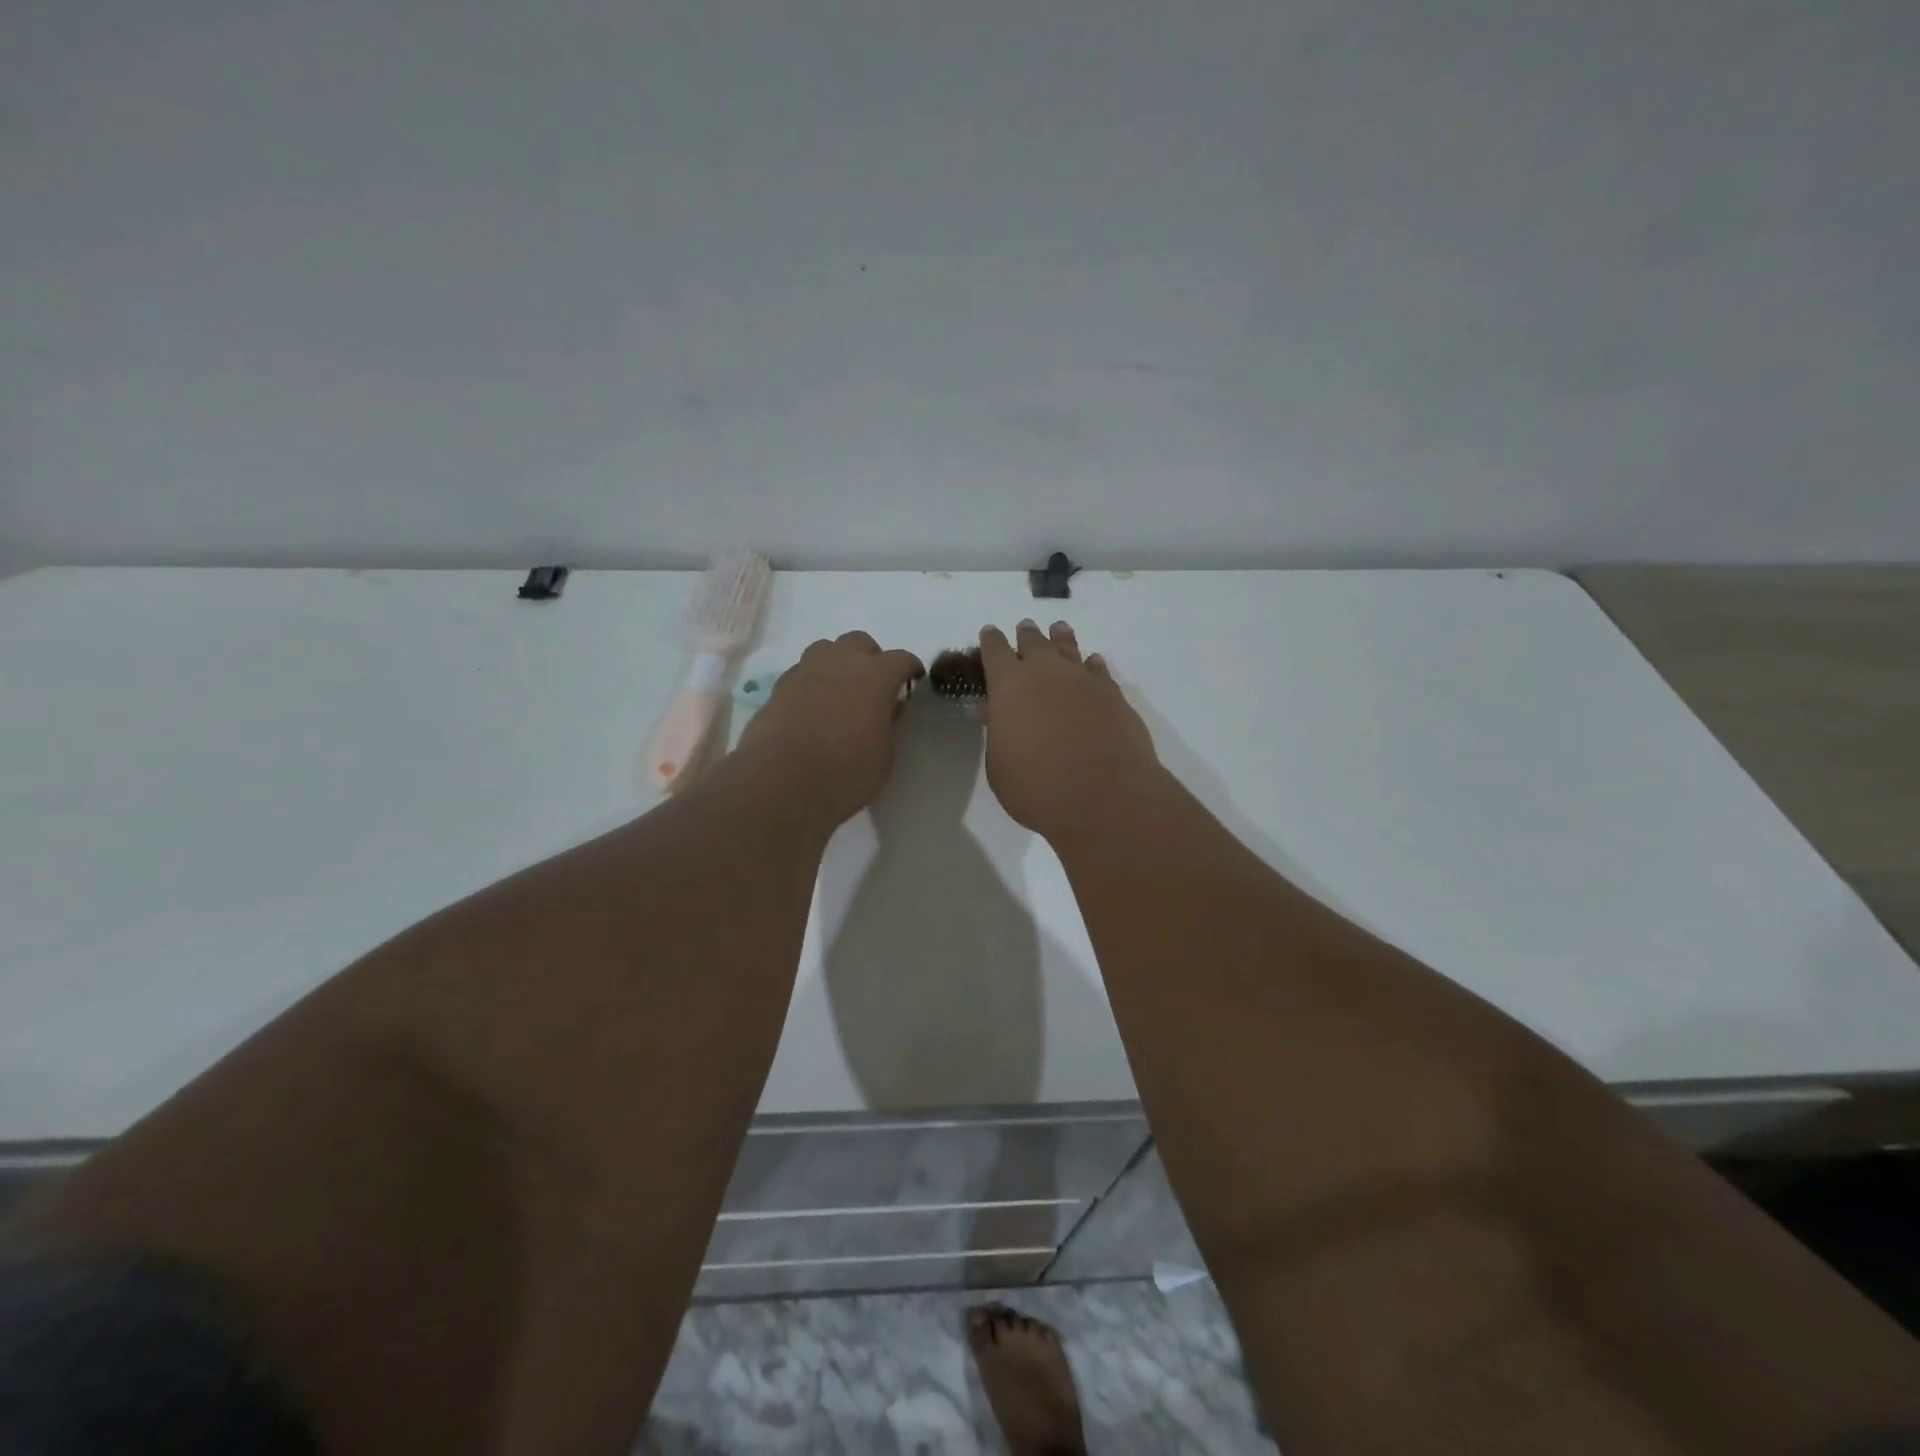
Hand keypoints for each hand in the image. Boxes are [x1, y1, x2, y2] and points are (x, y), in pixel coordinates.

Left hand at [734, 632, 924, 824]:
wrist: (780, 782)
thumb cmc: (845, 772)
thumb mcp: (884, 756)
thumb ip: (889, 724)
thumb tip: (888, 707)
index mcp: (875, 676)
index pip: (901, 659)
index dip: (910, 668)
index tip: (913, 681)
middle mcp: (840, 662)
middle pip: (860, 642)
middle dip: (871, 658)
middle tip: (873, 686)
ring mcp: (806, 670)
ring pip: (827, 649)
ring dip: (838, 663)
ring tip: (841, 690)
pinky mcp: (779, 686)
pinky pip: (803, 671)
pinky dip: (813, 681)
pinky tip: (813, 706)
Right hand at [979, 619, 1162, 841]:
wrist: (1104, 795)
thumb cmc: (1037, 787)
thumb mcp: (1000, 766)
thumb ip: (997, 732)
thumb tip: (993, 710)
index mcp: (1009, 685)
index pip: (994, 651)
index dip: (990, 641)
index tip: (989, 633)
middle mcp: (1046, 672)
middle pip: (1034, 643)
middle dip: (1026, 635)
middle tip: (1024, 628)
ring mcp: (1084, 680)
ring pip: (1069, 648)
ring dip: (1061, 639)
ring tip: (1059, 629)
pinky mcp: (1114, 695)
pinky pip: (1099, 670)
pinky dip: (1092, 665)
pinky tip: (1092, 663)